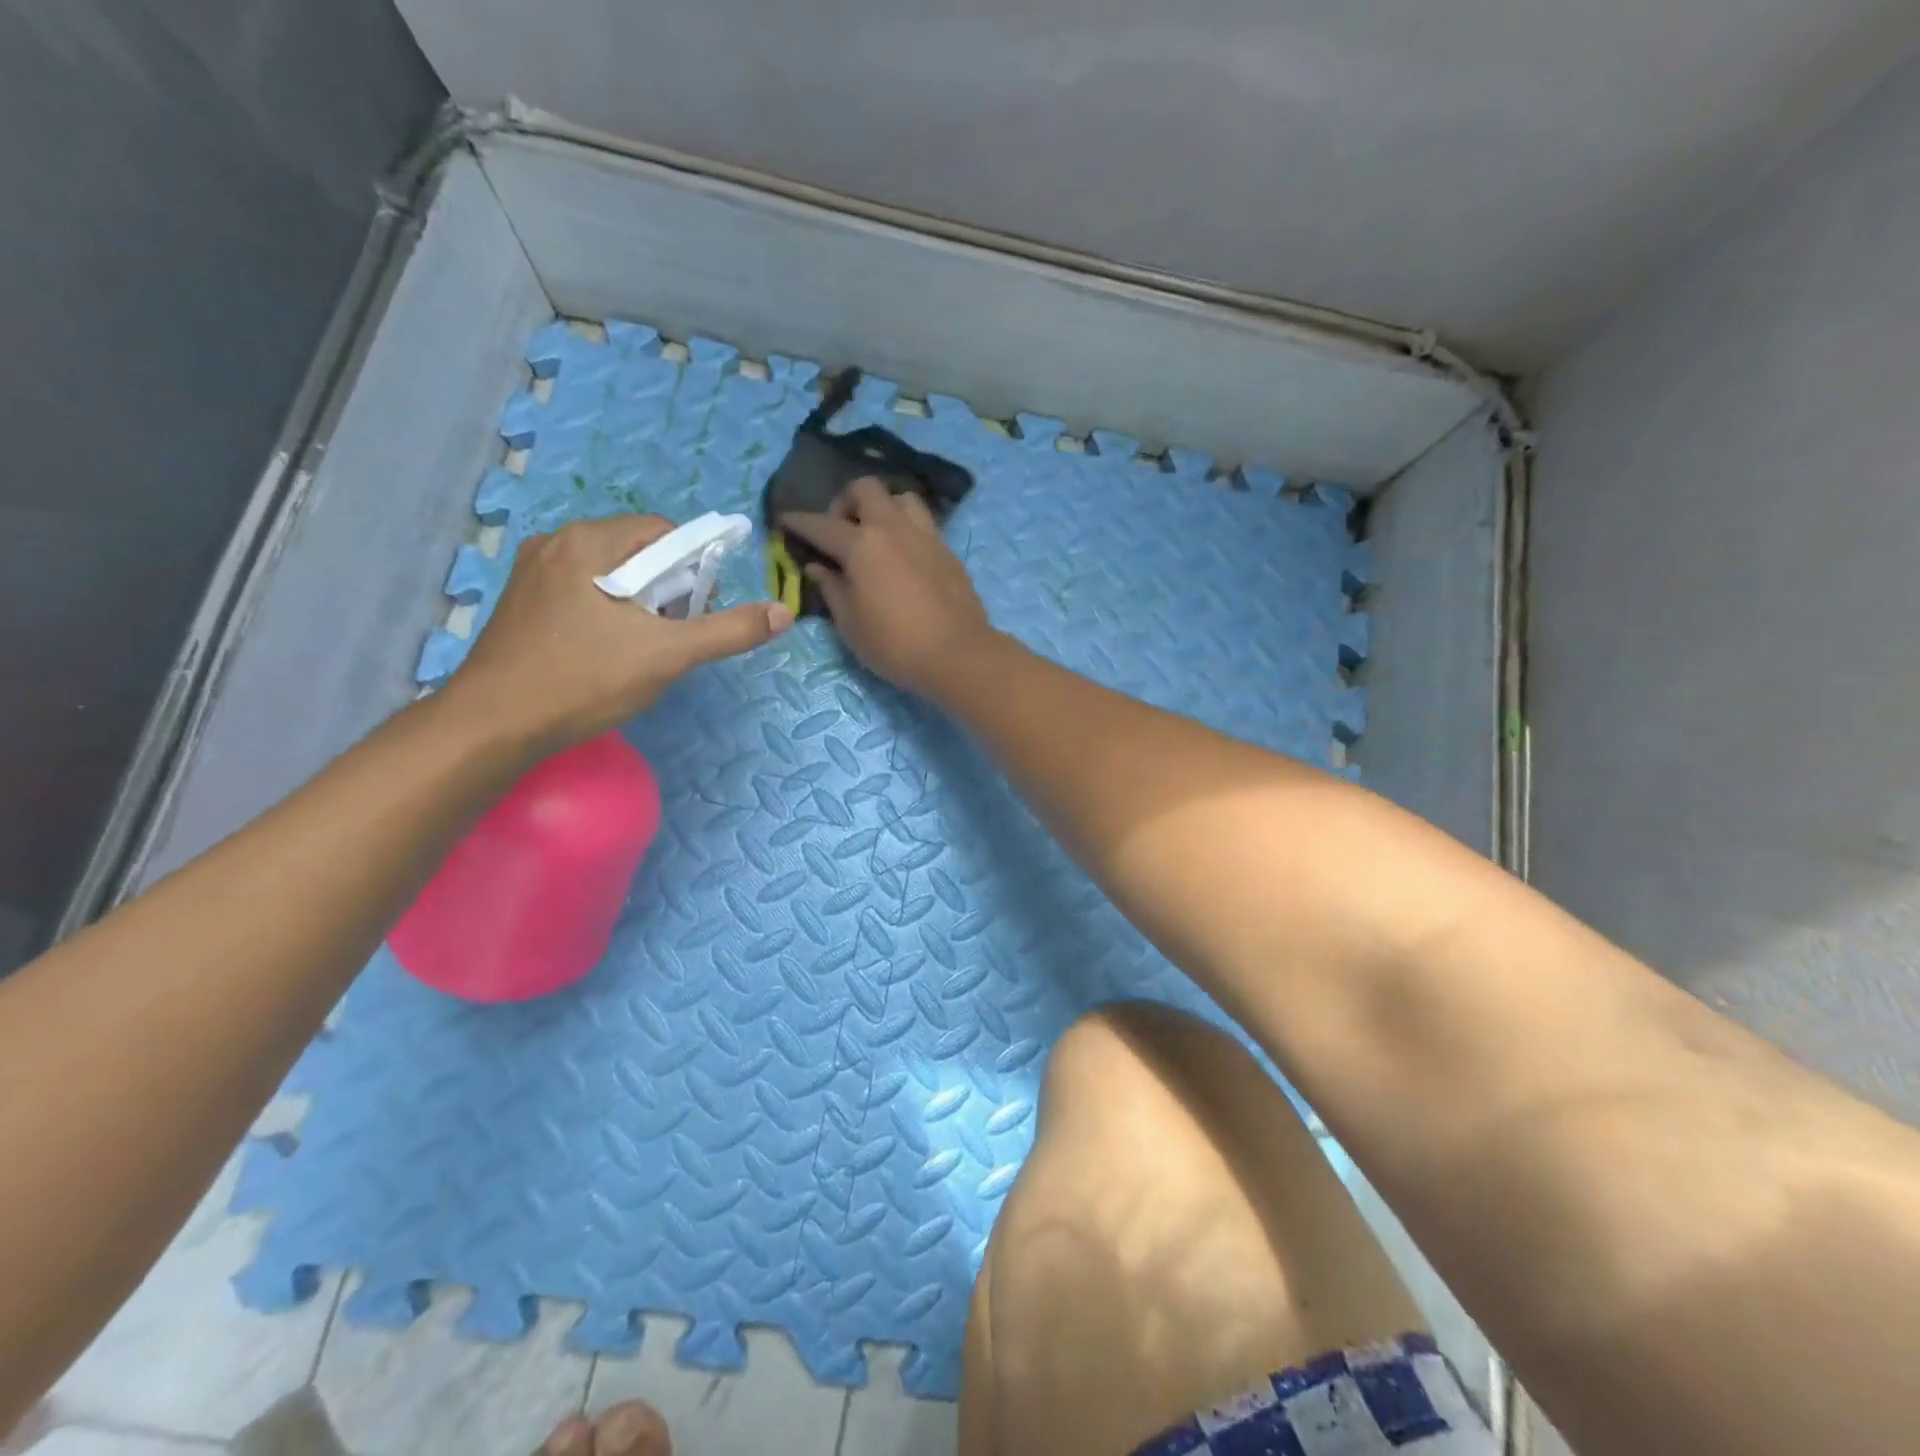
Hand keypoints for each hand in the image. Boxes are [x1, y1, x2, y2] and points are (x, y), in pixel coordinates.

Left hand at [448, 514, 790, 752]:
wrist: (493, 725)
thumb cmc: (583, 680)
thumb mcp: (668, 655)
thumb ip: (728, 630)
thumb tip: (783, 612)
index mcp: (589, 542)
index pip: (665, 532)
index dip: (695, 567)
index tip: (700, 611)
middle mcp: (557, 543)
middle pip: (637, 551)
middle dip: (668, 589)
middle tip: (673, 636)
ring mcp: (533, 572)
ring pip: (611, 574)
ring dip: (640, 604)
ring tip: (643, 649)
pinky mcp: (523, 602)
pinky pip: (583, 592)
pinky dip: (609, 613)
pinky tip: (608, 652)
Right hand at [782, 478, 993, 695]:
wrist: (957, 654)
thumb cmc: (895, 645)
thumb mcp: (850, 624)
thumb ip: (832, 589)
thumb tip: (818, 567)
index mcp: (862, 545)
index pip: (821, 524)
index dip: (798, 522)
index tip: (785, 521)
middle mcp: (894, 528)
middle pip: (866, 488)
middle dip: (845, 501)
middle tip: (839, 531)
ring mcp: (926, 535)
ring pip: (901, 498)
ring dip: (883, 508)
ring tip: (875, 537)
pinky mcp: (948, 551)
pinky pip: (923, 523)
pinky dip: (906, 528)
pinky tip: (902, 556)